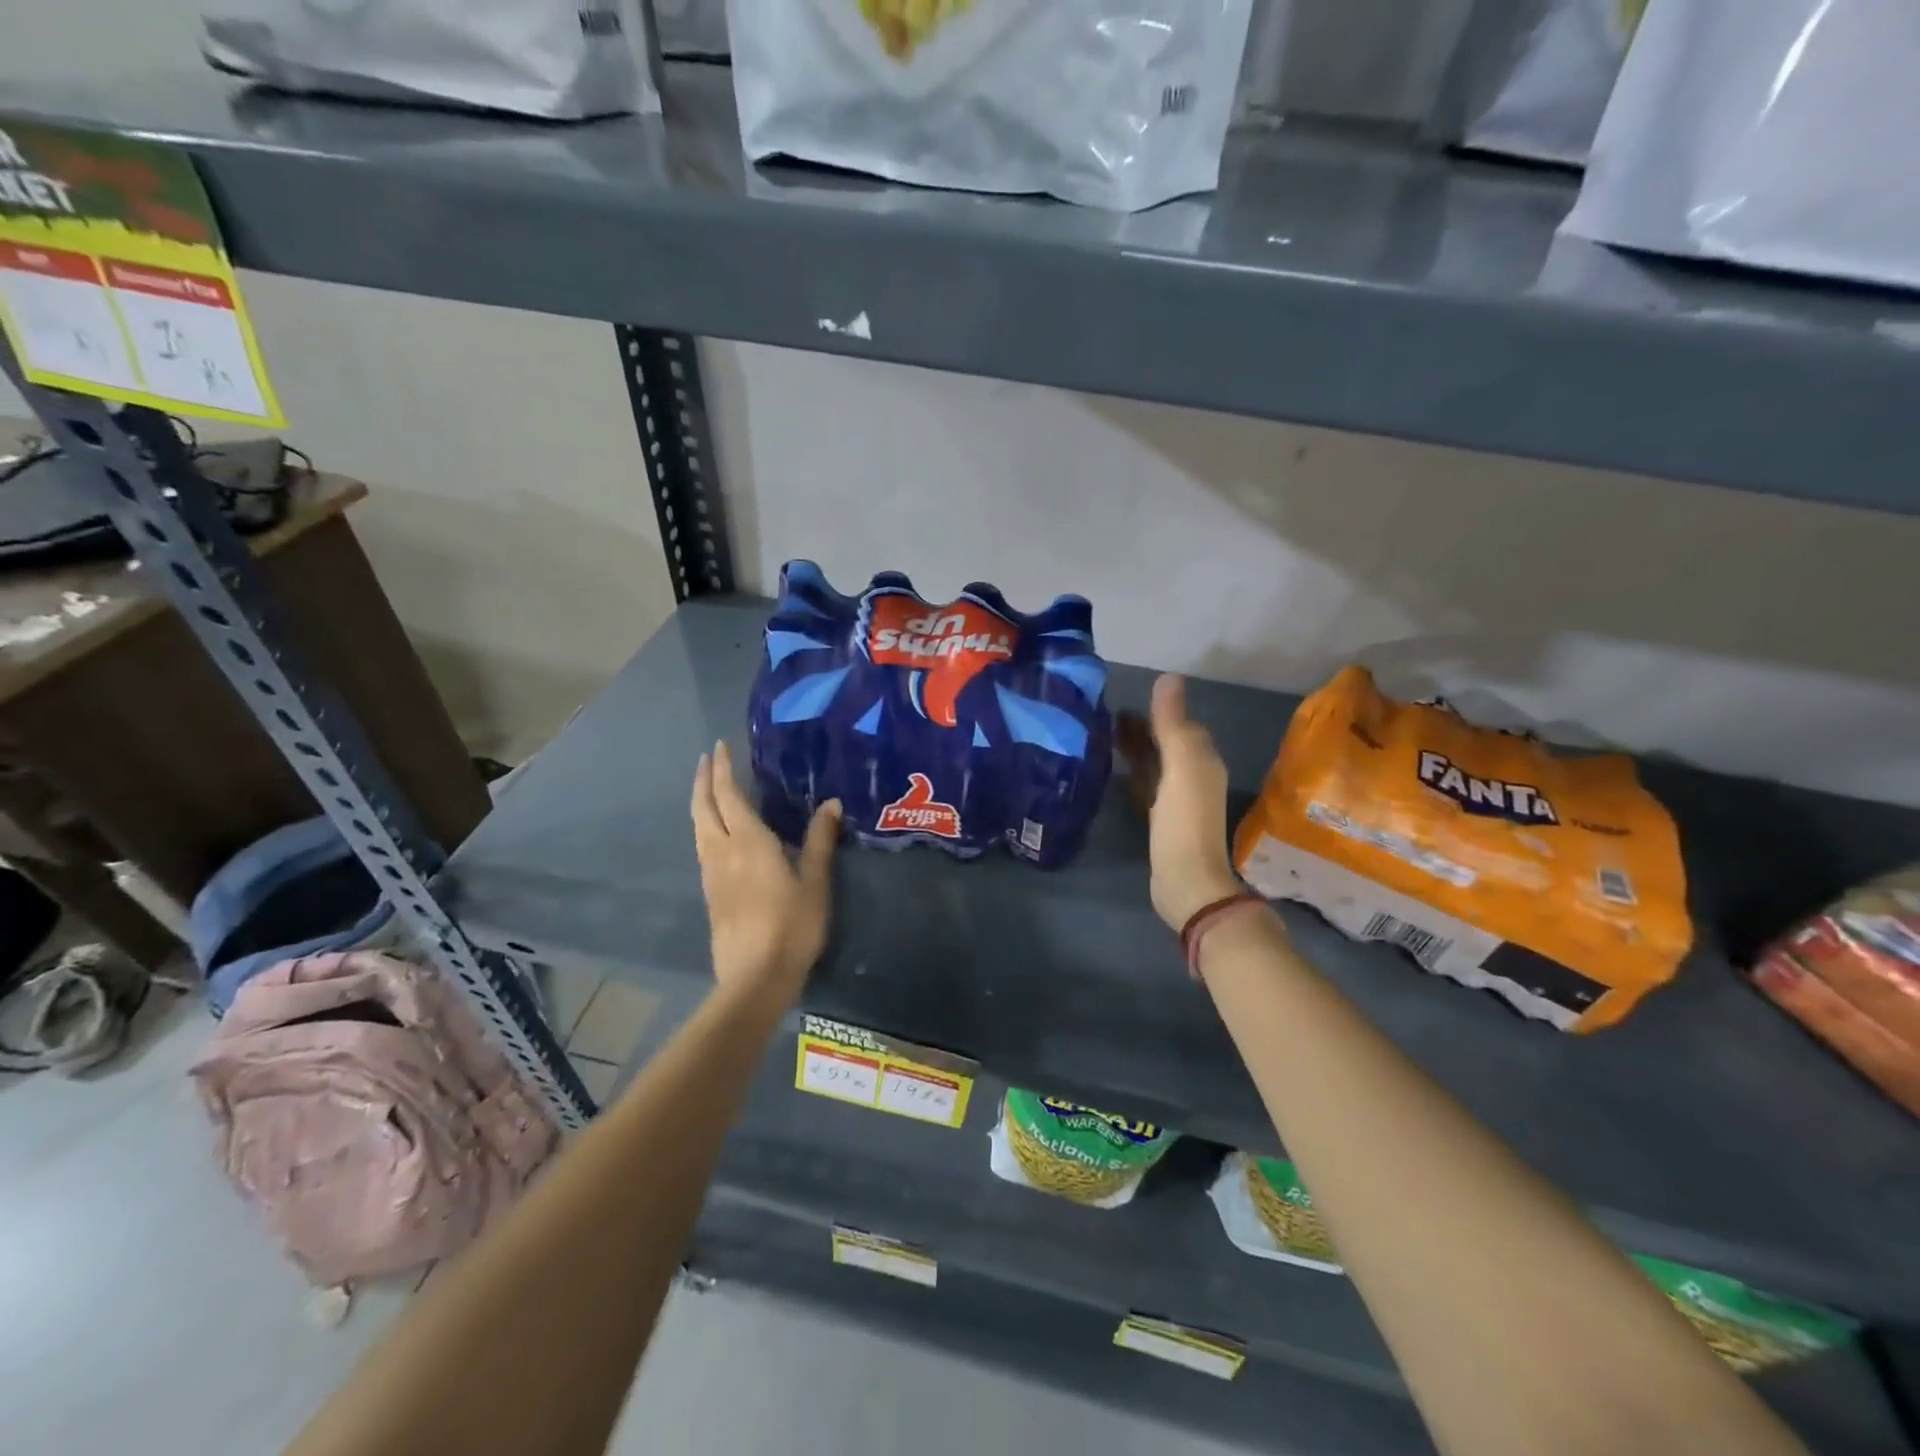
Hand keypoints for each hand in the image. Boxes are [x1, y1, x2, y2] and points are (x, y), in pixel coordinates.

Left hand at [691, 740, 840, 1004]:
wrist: (755, 978)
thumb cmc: (791, 926)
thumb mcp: (815, 882)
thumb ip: (820, 840)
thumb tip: (831, 803)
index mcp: (748, 842)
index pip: (728, 795)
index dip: (722, 769)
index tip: (719, 747)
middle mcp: (722, 851)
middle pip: (703, 808)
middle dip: (703, 780)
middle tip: (708, 760)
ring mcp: (712, 874)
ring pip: (698, 828)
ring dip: (700, 803)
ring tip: (709, 789)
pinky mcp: (711, 894)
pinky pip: (703, 847)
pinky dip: (705, 826)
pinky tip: (716, 833)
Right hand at [1118, 675, 1243, 932]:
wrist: (1186, 881)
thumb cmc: (1184, 821)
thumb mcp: (1181, 766)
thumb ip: (1173, 723)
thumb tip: (1168, 676)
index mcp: (1202, 759)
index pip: (1181, 723)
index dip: (1157, 709)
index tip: (1125, 696)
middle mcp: (1193, 774)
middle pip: (1166, 742)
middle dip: (1142, 727)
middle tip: (1104, 714)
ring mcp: (1176, 799)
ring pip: (1154, 762)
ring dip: (1134, 747)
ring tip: (1102, 735)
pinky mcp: (1160, 819)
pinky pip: (1145, 784)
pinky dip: (1132, 771)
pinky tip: (1114, 769)